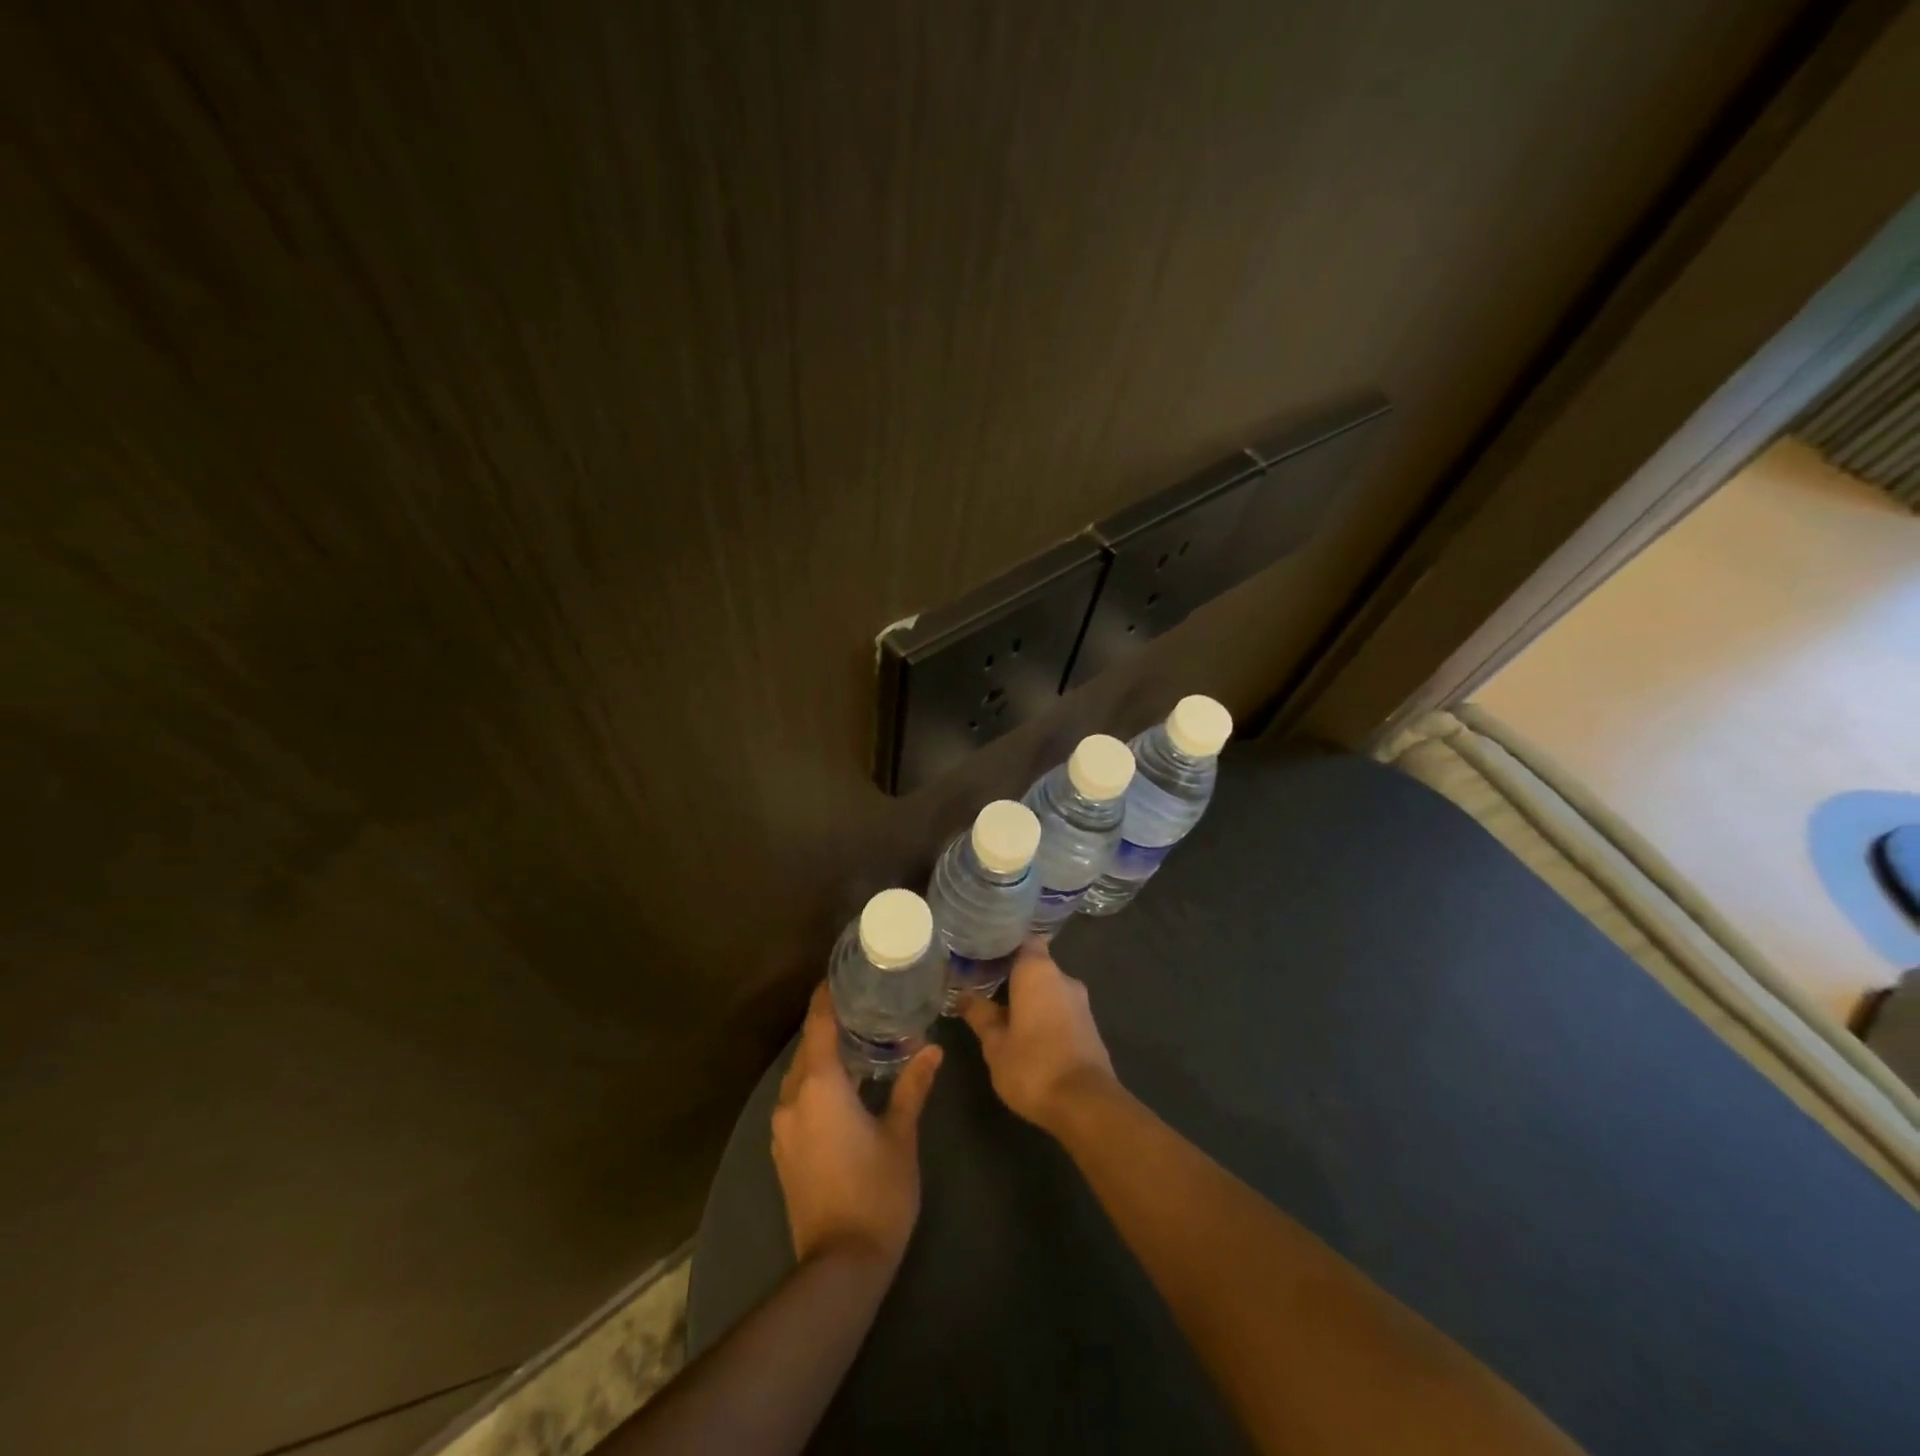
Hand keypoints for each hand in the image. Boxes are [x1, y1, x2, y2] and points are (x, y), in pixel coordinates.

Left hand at [771, 983, 942, 1271]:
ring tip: (857, 1041)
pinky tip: (843, 1086)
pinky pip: (797, 1099)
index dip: (826, 997)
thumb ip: (912, 1086)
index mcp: (820, 1086)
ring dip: (822, 1056)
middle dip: (829, 1025)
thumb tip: (931, 1048)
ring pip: (800, 1075)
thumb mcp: (900, 1135)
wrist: (840, 1265)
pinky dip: (815, 1082)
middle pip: (807, 1048)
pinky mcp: (783, 1151)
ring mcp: (783, 1128)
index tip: (841, 975)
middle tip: (862, 1005)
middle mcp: (793, 1099)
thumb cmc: (876, 1192)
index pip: (819, 1025)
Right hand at [959, 942, 1115, 1133]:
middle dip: (1013, 976)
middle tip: (985, 987)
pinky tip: (1027, 1033)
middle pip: (1035, 965)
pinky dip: (1045, 1014)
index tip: (983, 955)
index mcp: (1038, 971)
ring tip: (1002, 1012)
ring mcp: (1080, 1002)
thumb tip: (963, 996)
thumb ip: (979, 1014)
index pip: (1022, 940)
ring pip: (1049, 989)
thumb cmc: (1032, 1065)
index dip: (1003, 945)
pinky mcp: (1090, 1026)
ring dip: (1030, 998)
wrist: (1086, 1104)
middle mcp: (1063, 978)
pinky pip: (1061, 1009)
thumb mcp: (994, 1043)